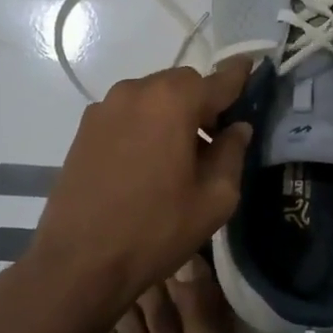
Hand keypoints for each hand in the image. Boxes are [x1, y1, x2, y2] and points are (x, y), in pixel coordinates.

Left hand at [29, 59, 252, 310]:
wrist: (78, 263)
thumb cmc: (155, 230)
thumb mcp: (214, 198)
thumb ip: (232, 153)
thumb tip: (238, 128)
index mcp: (174, 101)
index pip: (219, 80)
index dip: (240, 76)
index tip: (253, 68)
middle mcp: (137, 91)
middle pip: (183, 83)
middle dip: (203, 102)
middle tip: (214, 139)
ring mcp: (106, 107)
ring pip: (153, 96)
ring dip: (172, 113)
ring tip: (178, 155)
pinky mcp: (85, 127)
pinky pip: (128, 113)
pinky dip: (145, 124)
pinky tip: (146, 162)